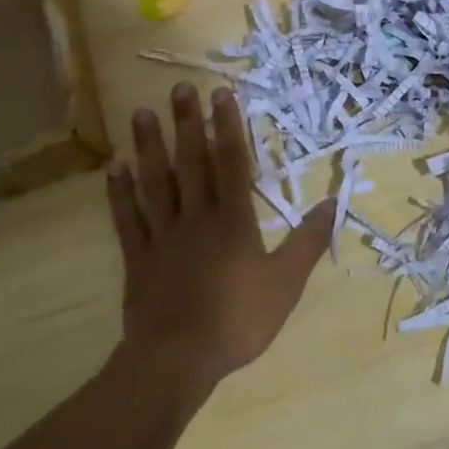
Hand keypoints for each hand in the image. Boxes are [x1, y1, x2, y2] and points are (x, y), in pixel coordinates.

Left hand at [106, 83, 334, 392]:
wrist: (177, 360)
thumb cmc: (237, 320)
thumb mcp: (286, 284)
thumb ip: (308, 241)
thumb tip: (333, 202)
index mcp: (233, 221)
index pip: (231, 163)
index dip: (228, 127)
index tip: (221, 94)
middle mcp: (196, 217)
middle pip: (191, 162)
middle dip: (187, 124)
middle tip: (179, 88)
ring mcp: (162, 236)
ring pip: (155, 182)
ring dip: (149, 147)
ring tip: (141, 113)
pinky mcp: (138, 258)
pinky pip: (126, 218)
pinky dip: (119, 192)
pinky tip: (114, 167)